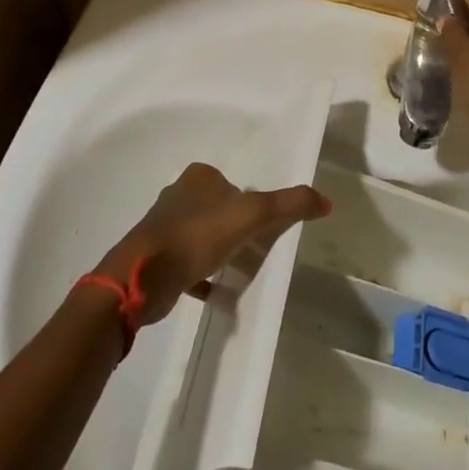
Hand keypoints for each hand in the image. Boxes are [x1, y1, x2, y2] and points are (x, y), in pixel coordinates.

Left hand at [96, 162, 330, 325]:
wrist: (142, 277)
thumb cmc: (197, 235)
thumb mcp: (251, 215)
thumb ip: (288, 204)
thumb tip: (326, 201)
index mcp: (198, 177)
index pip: (234, 184)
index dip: (251, 203)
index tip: (263, 227)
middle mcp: (178, 195)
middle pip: (219, 209)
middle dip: (236, 228)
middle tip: (255, 250)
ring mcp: (163, 227)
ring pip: (203, 236)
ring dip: (220, 251)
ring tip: (238, 270)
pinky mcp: (156, 257)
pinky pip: (188, 263)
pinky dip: (203, 275)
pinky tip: (217, 292)